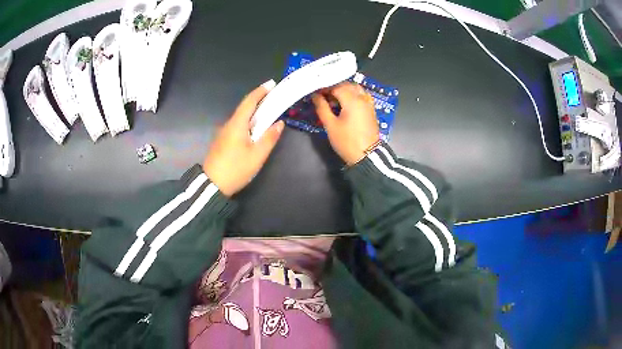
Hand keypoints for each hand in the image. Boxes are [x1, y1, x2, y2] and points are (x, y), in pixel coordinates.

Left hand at [203, 81, 283, 196]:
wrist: (212, 185)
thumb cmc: (236, 169)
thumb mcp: (257, 155)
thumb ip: (269, 138)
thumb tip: (279, 123)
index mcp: (237, 124)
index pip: (249, 101)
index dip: (261, 91)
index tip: (272, 84)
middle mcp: (229, 124)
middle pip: (245, 108)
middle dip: (260, 101)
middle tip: (275, 99)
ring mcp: (223, 133)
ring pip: (241, 118)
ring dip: (254, 113)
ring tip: (269, 114)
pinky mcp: (222, 141)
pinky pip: (237, 126)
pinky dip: (248, 122)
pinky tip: (255, 130)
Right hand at [312, 83, 378, 164]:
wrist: (367, 156)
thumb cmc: (347, 141)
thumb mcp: (330, 125)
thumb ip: (322, 107)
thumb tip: (315, 96)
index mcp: (352, 100)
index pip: (336, 86)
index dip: (324, 88)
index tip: (315, 93)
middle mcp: (362, 98)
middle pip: (347, 85)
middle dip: (334, 87)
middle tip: (323, 96)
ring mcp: (368, 103)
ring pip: (356, 89)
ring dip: (345, 90)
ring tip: (334, 99)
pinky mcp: (371, 110)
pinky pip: (362, 96)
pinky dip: (353, 95)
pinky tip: (346, 104)